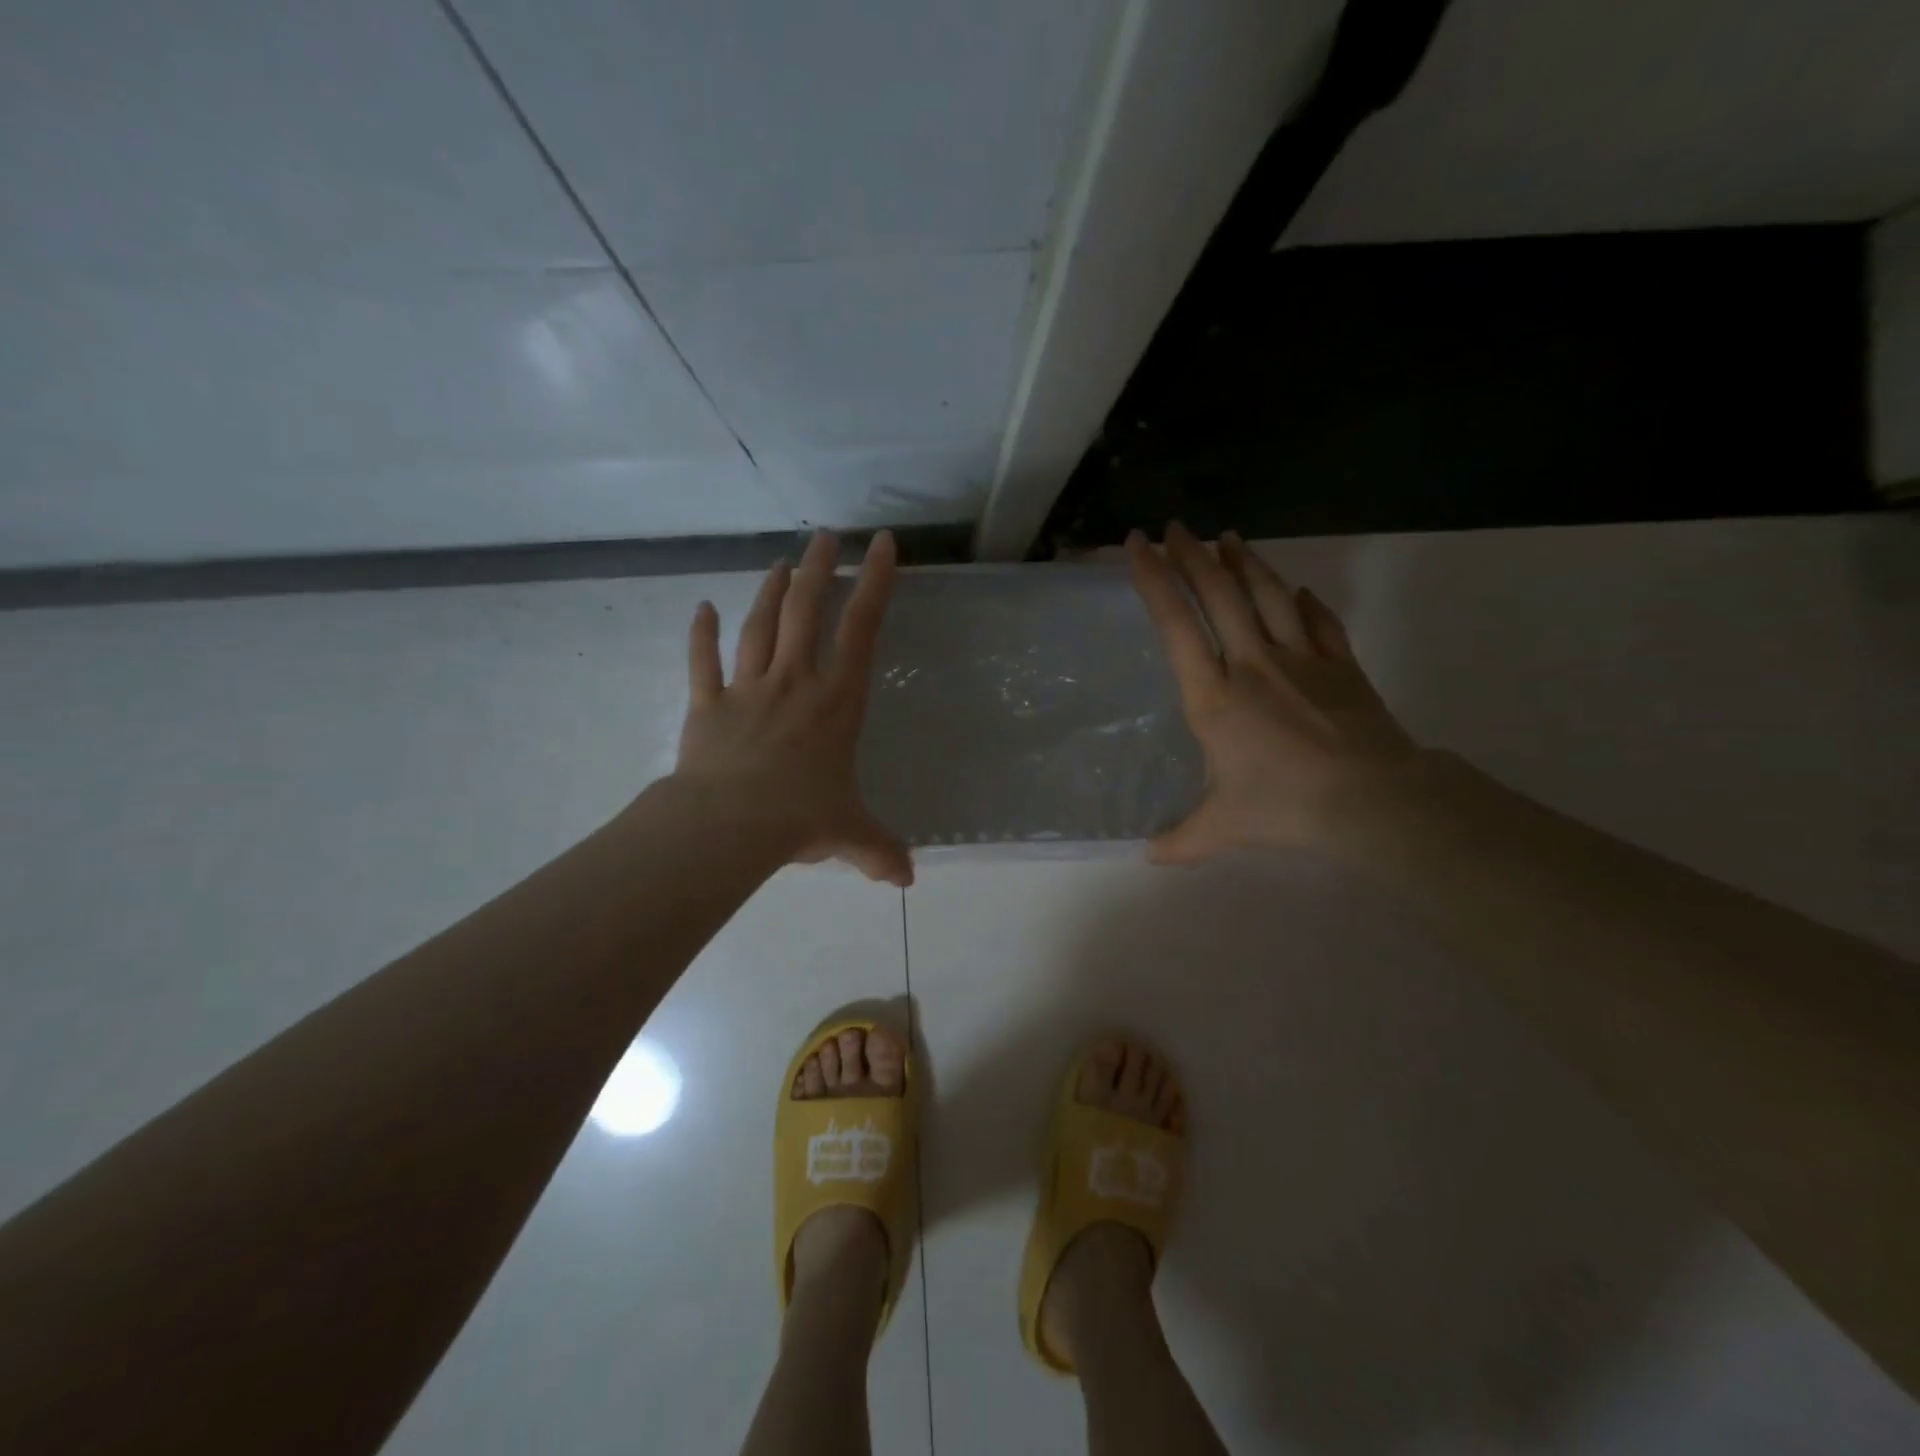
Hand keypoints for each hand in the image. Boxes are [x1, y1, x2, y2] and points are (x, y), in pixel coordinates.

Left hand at [673, 530, 912, 885]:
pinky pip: (703, 662)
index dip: (874, 582)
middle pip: (805, 610)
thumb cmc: (800, 818)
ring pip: (760, 626)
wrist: (728, 826)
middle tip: (826, 536)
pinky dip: (701, 633)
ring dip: (770, 590)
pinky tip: (702, 607)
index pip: (861, 629)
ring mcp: (748, 689)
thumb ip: (881, 851)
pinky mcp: (708, 705)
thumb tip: (908, 879)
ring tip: (781, 563)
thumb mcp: (851, 834)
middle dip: (819, 568)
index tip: (882, 544)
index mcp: (836, 702)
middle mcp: (795, 682)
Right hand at [1127, 523, 1419, 861]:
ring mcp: (1301, 659)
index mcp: (1214, 696)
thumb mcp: (1222, 828)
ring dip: (1244, 562)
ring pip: (1267, 594)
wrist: (1373, 800)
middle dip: (1192, 555)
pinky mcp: (1341, 665)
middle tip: (1175, 528)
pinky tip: (1296, 590)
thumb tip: (1148, 856)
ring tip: (1227, 537)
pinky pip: (1318, 621)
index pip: (1176, 623)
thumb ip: (1182, 839)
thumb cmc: (1286, 807)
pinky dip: (1303, 601)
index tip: (1138, 545)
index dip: (1154, 578)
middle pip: (1219, 593)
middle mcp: (1252, 664)